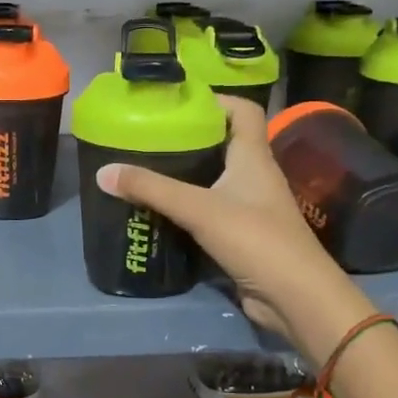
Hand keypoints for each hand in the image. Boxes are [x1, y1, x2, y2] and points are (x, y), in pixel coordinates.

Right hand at [94, 99, 371, 359]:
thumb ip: (151, 189)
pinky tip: (161, 213)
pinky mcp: (242, 237)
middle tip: (150, 138)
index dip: (215, 100)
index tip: (177, 104)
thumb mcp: (199, 209)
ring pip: (215, 181)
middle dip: (190, 139)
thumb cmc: (255, 239)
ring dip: (186, 176)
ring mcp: (250, 208)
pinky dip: (188, 209)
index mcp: (253, 157)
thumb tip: (103, 172)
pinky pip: (211, 213)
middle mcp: (255, 177)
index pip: (243, 111)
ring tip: (147, 171)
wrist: (295, 297)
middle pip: (224, 144)